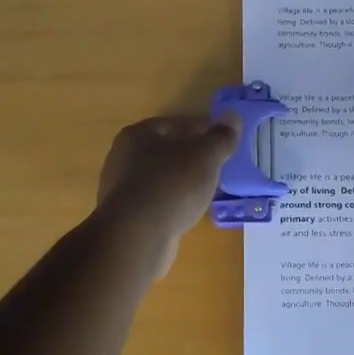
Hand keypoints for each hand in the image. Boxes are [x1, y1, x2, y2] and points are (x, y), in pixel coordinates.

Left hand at [94, 113, 241, 276]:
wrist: (137, 237)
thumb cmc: (171, 185)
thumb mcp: (205, 156)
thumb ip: (221, 137)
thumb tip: (233, 117)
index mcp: (138, 135)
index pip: (175, 124)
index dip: (201, 129)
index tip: (223, 140)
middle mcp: (122, 158)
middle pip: (165, 151)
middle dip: (191, 157)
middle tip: (217, 166)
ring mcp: (121, 190)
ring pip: (160, 178)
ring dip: (182, 182)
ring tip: (207, 191)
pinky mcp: (125, 217)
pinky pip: (156, 202)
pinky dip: (172, 203)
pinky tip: (188, 212)